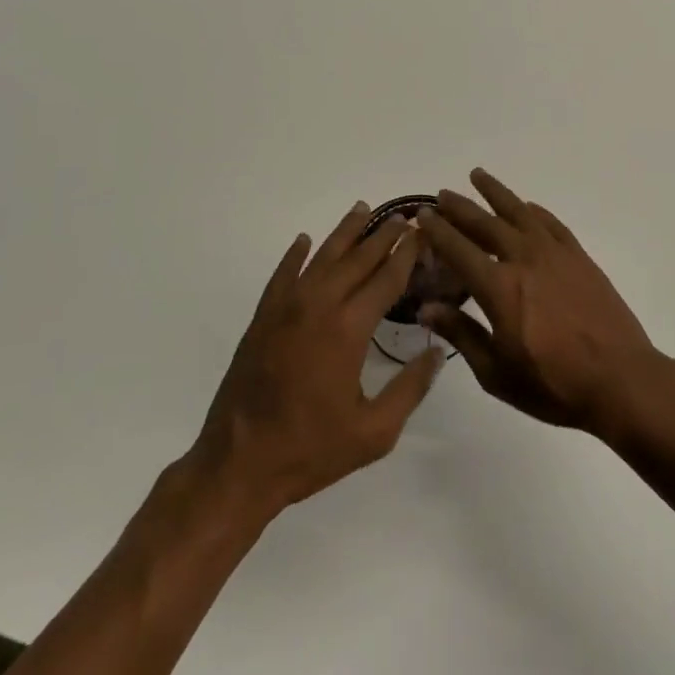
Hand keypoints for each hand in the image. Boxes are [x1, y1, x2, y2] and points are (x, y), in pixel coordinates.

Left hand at [187, 203, 443, 519]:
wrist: (238, 465)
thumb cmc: (311, 450)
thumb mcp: (374, 432)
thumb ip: (410, 388)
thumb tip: (437, 352)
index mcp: (348, 329)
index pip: (386, 278)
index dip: (407, 253)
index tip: (423, 232)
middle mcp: (318, 306)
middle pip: (357, 259)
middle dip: (382, 235)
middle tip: (402, 216)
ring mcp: (285, 309)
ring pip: (320, 258)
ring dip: (344, 233)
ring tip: (362, 209)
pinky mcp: (262, 319)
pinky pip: (282, 276)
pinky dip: (294, 255)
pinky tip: (304, 241)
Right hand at [418, 169, 662, 437]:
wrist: (620, 379)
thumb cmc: (554, 385)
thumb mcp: (496, 372)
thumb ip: (461, 334)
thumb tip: (426, 308)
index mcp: (499, 288)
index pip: (459, 249)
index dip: (438, 230)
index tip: (422, 214)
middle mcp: (524, 260)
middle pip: (485, 223)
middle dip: (460, 207)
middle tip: (442, 194)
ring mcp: (555, 254)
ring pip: (519, 213)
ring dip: (496, 193)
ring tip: (478, 176)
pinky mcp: (579, 257)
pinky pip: (551, 223)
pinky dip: (534, 210)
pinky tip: (525, 206)